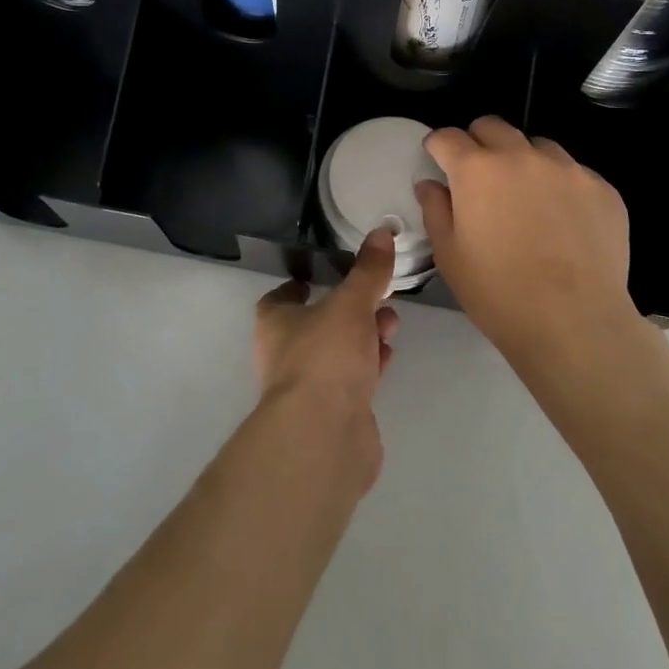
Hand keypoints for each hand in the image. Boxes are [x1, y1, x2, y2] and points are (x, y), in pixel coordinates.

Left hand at [255, 229, 400, 491]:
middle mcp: (286, 354)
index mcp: (276, 323)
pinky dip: (370, 366)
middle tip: (378, 297)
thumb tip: (381, 231)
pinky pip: (352, 380)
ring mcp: (309, 387)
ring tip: (391, 323)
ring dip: (364, 336)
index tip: (324, 274)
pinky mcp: (333, 414)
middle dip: (349, 309)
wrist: (324, 437)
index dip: (300, 285)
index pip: (281, 297)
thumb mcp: (351, 303)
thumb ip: (368, 271)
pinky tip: (388, 357)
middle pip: (317, 323)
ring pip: (337, 352)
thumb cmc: (326, 356)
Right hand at [416, 116, 633, 361]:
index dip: (438, 148)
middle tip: (480, 178)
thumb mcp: (449, 255)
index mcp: (477, 169)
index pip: (447, 136)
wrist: (575, 325)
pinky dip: (561, 186)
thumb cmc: (499, 293)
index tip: (439, 163)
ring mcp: (567, 169)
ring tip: (527, 199)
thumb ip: (435, 210)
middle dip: (479, 143)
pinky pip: (574, 173)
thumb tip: (432, 185)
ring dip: (523, 161)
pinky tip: (564, 222)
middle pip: (492, 126)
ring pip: (537, 146)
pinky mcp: (602, 188)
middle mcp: (521, 156)